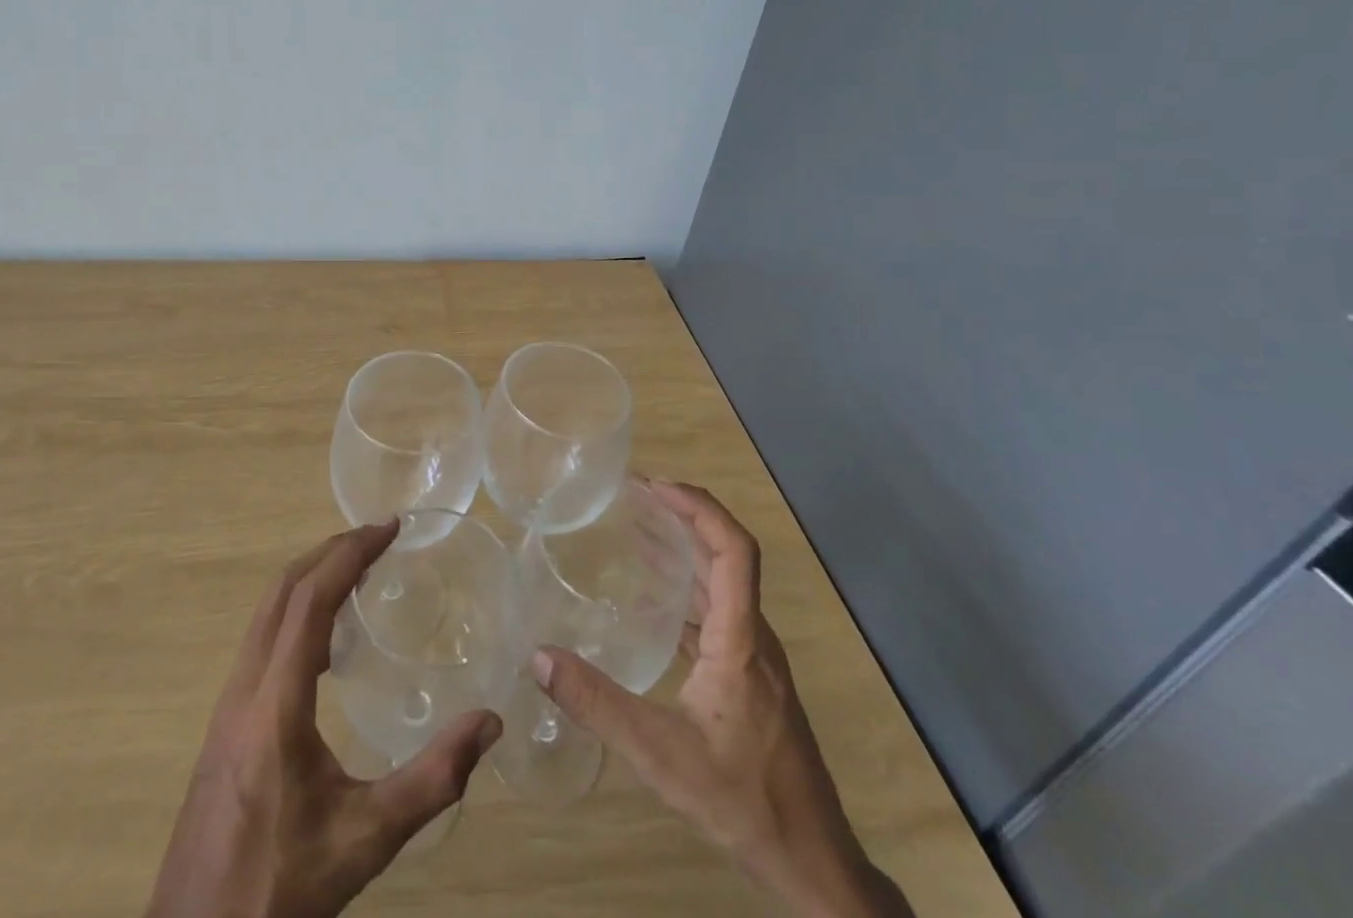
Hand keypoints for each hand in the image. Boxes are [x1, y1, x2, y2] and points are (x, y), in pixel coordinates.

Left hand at [145, 521, 502, 917]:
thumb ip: (431, 782)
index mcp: (275, 702)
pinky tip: (324, 639)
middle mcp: (245, 687)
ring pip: (266, 612)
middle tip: (378, 538)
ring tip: (357, 572)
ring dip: (310, 576)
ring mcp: (227, 703)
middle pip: (282, 590)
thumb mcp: (365, 840)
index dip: (350, 553)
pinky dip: (295, 609)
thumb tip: (489, 723)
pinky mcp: (223, 722)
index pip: (310, 598)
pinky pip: (261, 638)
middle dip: (330, 551)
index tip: (389, 527)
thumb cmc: (280, 885)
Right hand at [532, 481, 913, 917]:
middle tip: (633, 498)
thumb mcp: (662, 756)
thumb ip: (599, 706)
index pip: (733, 550)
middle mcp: (754, 636)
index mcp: (741, 639)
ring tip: (635, 531)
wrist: (813, 865)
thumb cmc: (744, 801)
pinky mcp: (751, 678)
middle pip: (725, 556)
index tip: (655, 487)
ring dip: (683, 551)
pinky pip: (717, 613)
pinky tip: (649, 602)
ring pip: (721, 584)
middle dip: (682, 517)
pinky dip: (685, 590)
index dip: (698, 508)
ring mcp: (756, 657)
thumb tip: (539, 657)